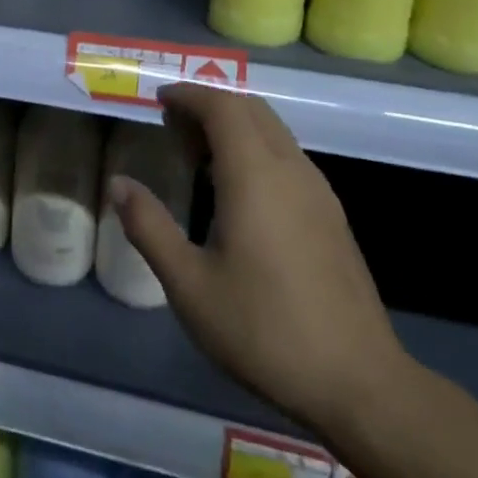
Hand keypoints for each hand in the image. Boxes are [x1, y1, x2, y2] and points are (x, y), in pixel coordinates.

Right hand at [110, 83, 404, 433]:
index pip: (223, 106)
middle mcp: (291, 170)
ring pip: (273, 131)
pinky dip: (255, 148)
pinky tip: (235, 189)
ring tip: (195, 153)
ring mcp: (318, 192)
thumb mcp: (189, 284)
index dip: (189, 95)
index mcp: (255, 176)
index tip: (158, 101)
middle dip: (209, 105)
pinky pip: (287, 156)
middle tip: (171, 126)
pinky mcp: (331, 215)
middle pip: (251, 110)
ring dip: (234, 125)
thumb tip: (119, 184)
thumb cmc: (263, 330)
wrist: (358, 383)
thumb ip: (149, 227)